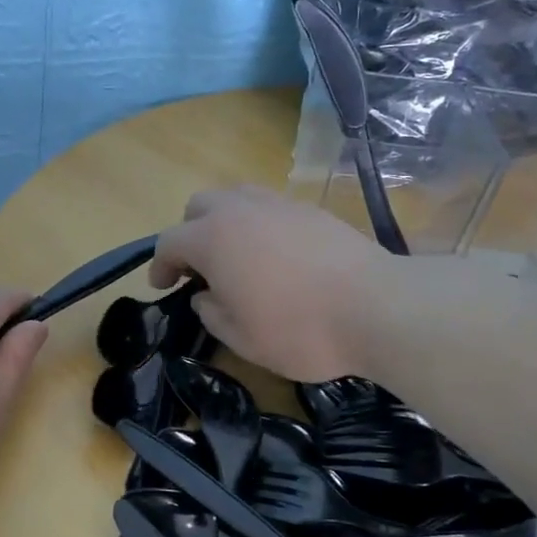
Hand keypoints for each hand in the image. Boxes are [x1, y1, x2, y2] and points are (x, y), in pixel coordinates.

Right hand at [151, 185, 388, 381]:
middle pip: (199, 206)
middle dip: (190, 232)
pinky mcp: (311, 210)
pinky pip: (270, 206)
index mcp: (212, 239)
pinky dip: (259, 224)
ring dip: (224, 221)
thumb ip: (211, 313)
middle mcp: (240, 210)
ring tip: (237, 254)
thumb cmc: (299, 329)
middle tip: (199, 266)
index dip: (160, 265)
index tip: (163, 286)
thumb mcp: (242, 338)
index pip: (169, 241)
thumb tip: (204, 295)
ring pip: (236, 197)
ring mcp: (278, 204)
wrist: (377, 307)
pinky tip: (276, 255)